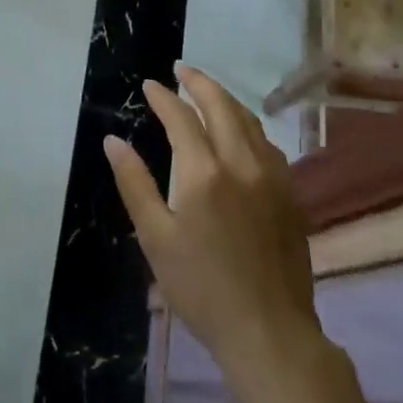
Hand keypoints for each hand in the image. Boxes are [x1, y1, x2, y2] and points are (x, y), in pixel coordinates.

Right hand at [106, 65, 319, 379]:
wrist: (269, 333)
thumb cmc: (201, 288)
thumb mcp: (155, 237)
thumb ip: (134, 183)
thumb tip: (113, 141)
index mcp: (204, 173)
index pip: (181, 117)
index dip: (163, 97)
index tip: (149, 84)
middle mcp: (242, 164)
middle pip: (222, 106)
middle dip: (199, 82)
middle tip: (181, 69)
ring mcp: (273, 178)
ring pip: (250, 122)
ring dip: (226, 100)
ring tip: (207, 92)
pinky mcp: (289, 195)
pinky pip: (267, 145)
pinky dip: (248, 125)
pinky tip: (240, 132)